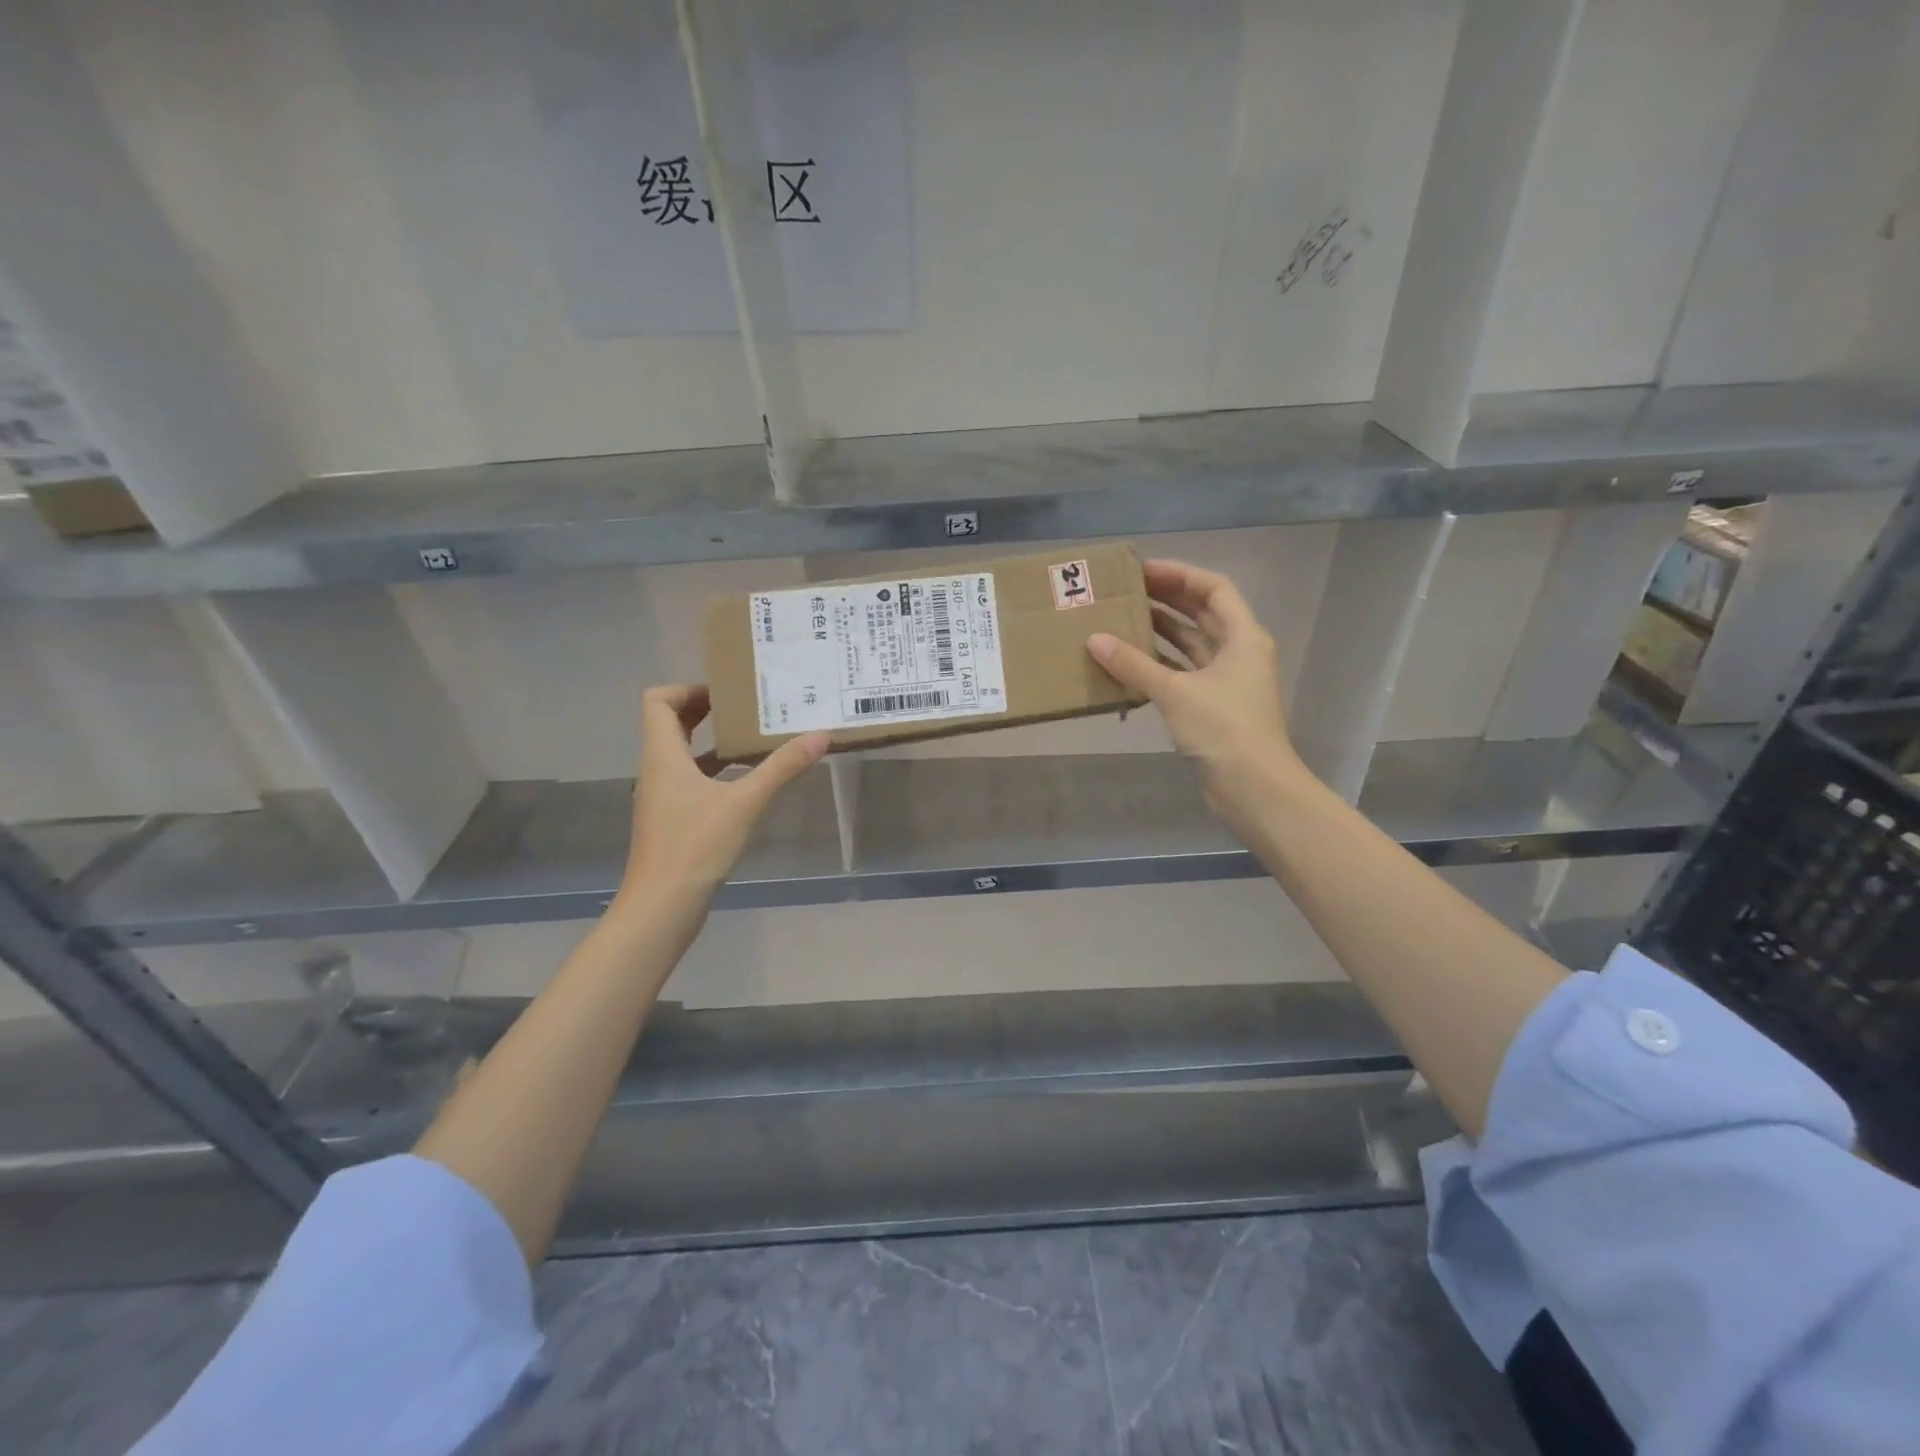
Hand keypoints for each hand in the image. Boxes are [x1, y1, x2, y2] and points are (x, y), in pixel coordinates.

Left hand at [616, 684, 827, 908]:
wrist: (662, 907)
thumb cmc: (695, 847)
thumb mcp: (745, 803)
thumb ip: (782, 768)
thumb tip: (820, 735)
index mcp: (663, 756)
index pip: (657, 700)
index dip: (687, 688)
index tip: (726, 693)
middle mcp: (657, 770)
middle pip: (669, 723)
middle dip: (705, 709)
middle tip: (747, 708)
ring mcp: (662, 797)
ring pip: (681, 753)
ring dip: (711, 741)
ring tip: (752, 738)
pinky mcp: (672, 820)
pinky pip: (690, 780)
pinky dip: (714, 771)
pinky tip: (746, 781)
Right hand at [1087, 559, 1312, 831]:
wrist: (1254, 788)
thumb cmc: (1224, 729)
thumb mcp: (1176, 692)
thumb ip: (1134, 665)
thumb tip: (1094, 640)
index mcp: (1243, 636)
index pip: (1213, 589)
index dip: (1180, 575)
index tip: (1143, 571)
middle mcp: (1238, 652)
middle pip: (1203, 613)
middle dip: (1167, 599)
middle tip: (1126, 592)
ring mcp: (1227, 680)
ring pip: (1192, 644)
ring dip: (1162, 631)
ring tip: (1122, 620)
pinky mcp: (1213, 706)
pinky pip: (1184, 672)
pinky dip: (1160, 664)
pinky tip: (1129, 663)